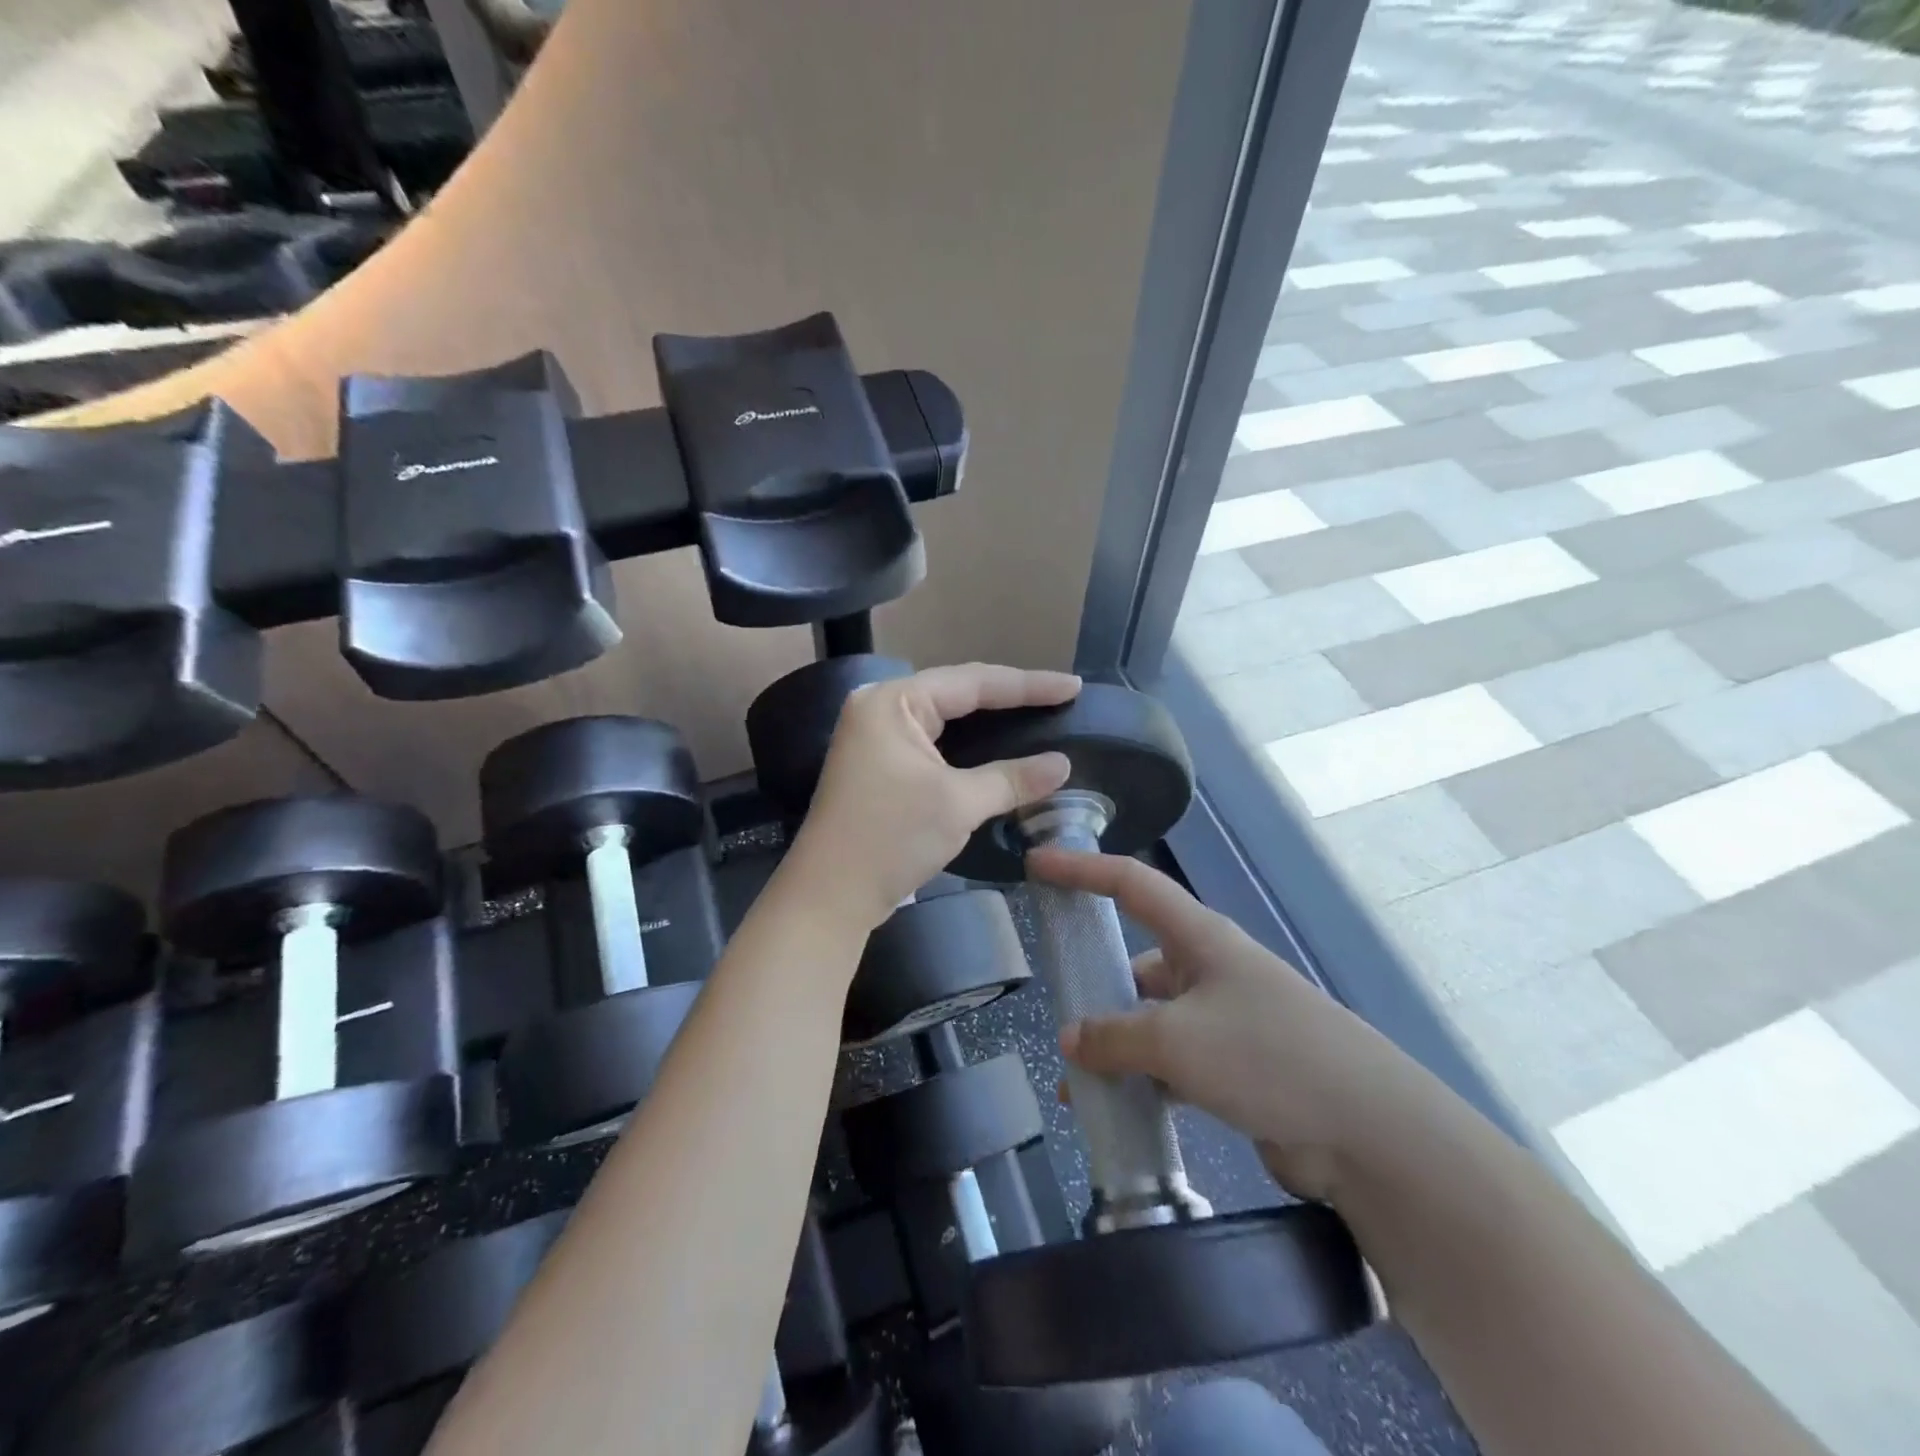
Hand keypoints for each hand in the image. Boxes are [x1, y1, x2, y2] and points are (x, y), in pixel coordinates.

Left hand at [786, 663, 1080, 929]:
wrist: (830, 895)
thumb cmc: (890, 838)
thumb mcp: (957, 804)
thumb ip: (1011, 778)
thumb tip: (1063, 765)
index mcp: (893, 702)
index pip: (972, 682)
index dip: (1027, 685)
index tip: (1072, 686)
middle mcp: (881, 709)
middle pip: (958, 693)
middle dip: (1010, 697)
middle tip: (1061, 697)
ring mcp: (877, 738)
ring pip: (947, 719)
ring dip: (990, 720)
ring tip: (1038, 713)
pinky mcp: (881, 766)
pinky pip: (935, 743)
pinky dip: (969, 746)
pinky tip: (1000, 747)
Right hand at [1031, 849, 1427, 1205]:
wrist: (1369, 1131)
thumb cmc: (1267, 1055)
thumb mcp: (1176, 1041)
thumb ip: (1114, 1037)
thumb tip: (1069, 1040)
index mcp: (1199, 937)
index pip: (1130, 883)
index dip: (1081, 869)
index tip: (1037, 864)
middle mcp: (1210, 968)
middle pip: (1137, 959)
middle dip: (1096, 981)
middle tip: (1054, 1007)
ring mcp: (1225, 1018)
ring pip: (1151, 1018)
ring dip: (1116, 1043)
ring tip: (1075, 1078)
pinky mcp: (1236, 1066)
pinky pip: (1172, 1062)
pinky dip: (1142, 1078)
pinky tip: (1116, 1109)